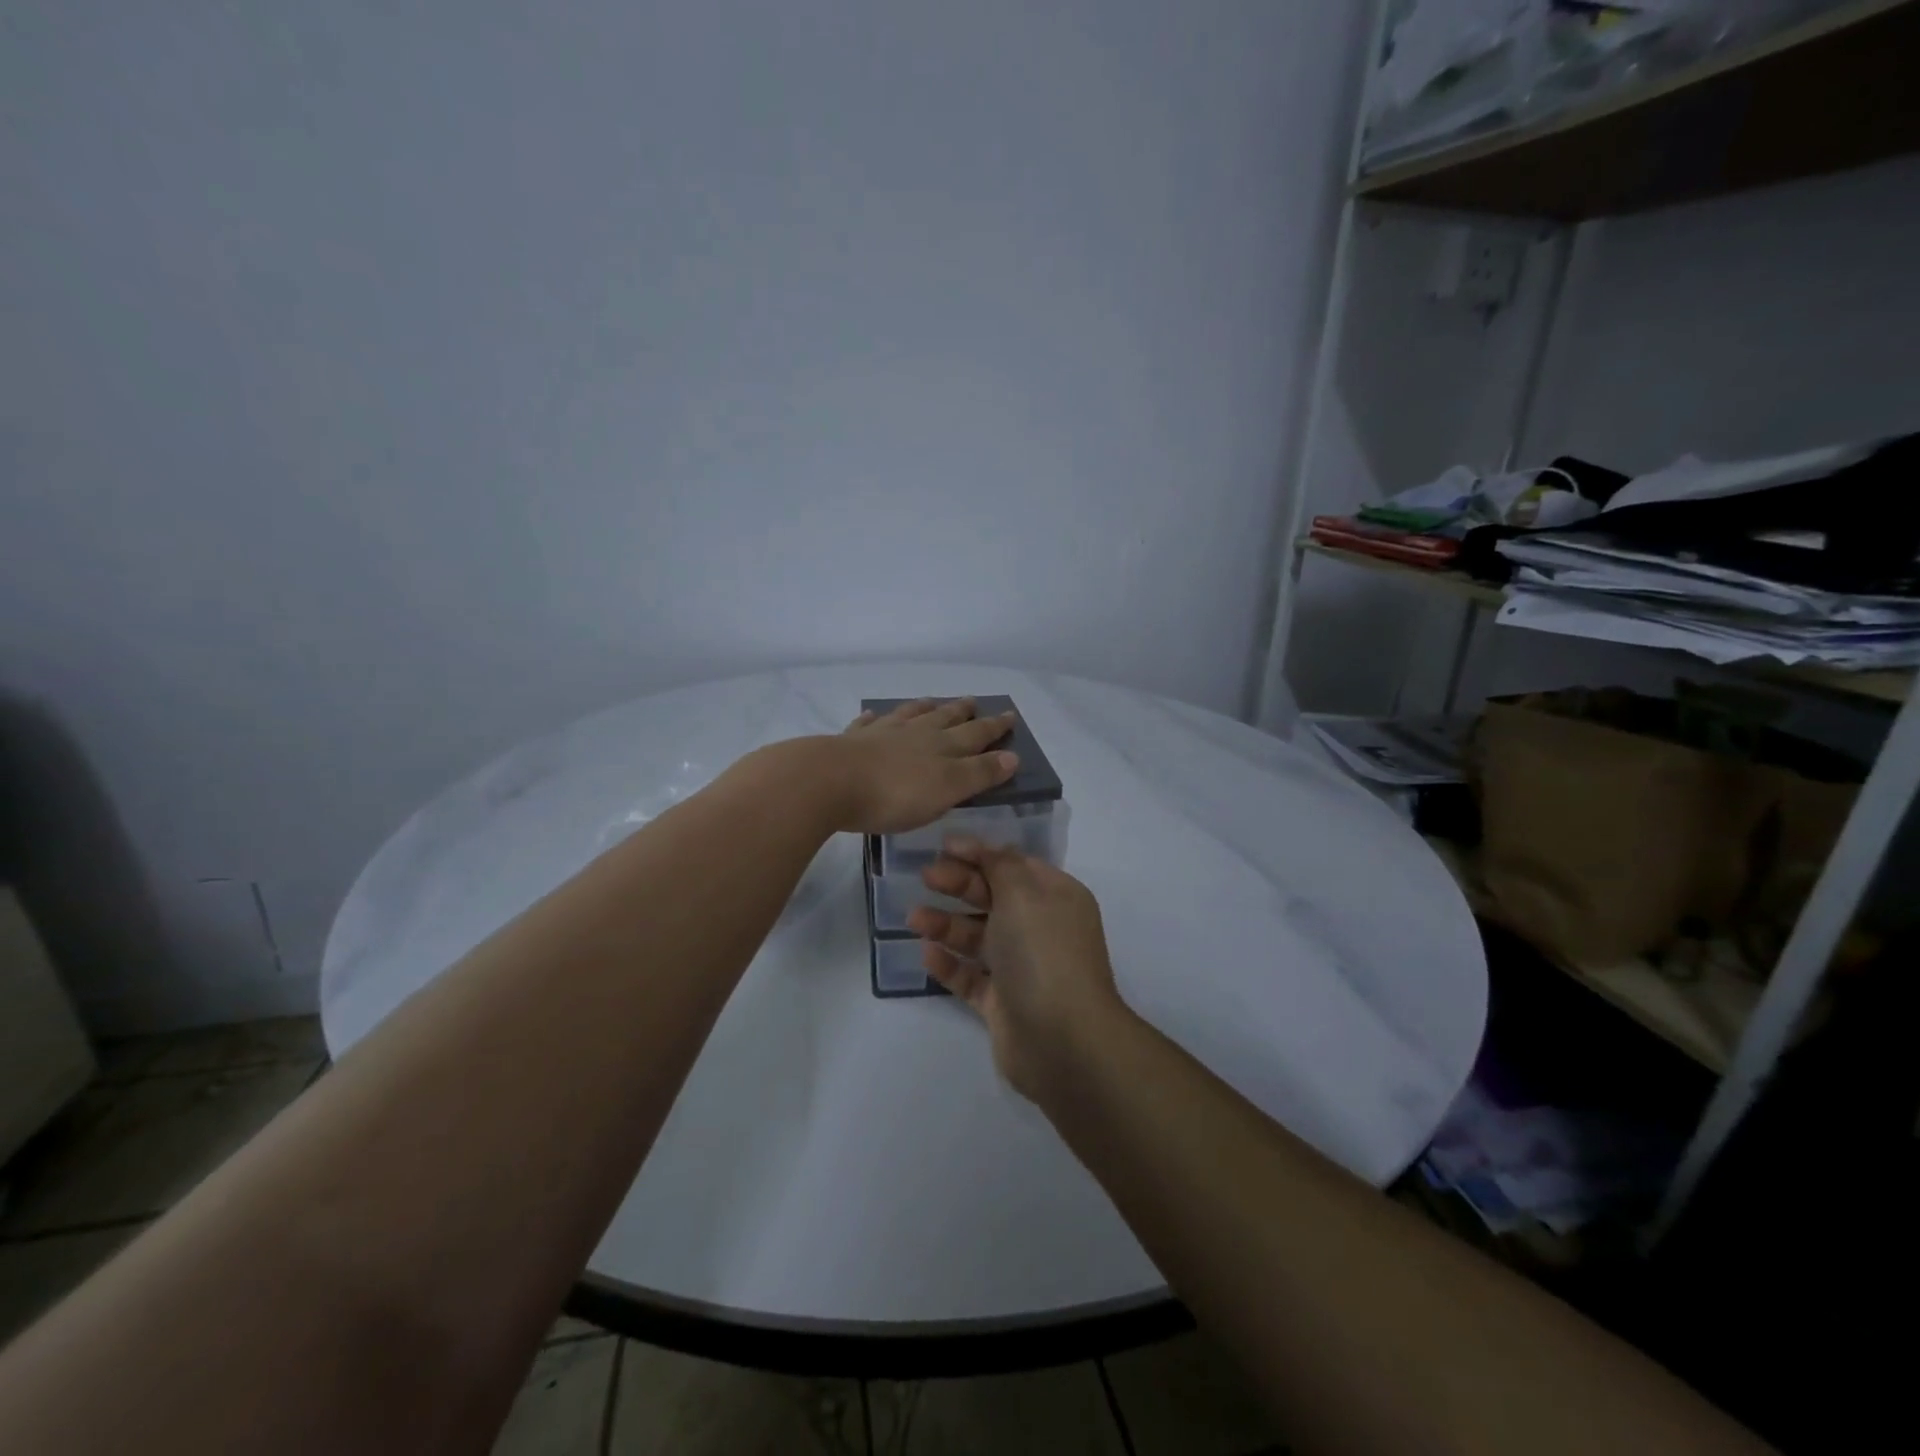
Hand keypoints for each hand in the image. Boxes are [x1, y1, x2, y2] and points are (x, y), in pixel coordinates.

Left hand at [825, 698, 1019, 834]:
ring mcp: (880, 734)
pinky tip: (872, 716)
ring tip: (932, 701)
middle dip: (962, 712)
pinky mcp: (850, 742)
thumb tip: (1012, 756)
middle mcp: (914, 734)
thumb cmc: (895, 793)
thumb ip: (979, 773)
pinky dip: (873, 719)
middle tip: (973, 701)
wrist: (830, 782)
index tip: (1009, 714)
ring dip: (922, 708)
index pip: (976, 735)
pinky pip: (866, 724)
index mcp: (941, 747)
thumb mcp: (947, 789)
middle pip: (943, 719)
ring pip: (908, 716)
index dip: (994, 727)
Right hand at [907, 838, 1127, 1100]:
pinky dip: (950, 964)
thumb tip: (992, 850)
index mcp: (1056, 898)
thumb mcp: (1023, 894)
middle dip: (960, 885)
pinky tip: (927, 954)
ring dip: (947, 924)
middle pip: (994, 898)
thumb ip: (1001, 866)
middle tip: (926, 877)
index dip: (980, 853)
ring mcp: (1022, 969)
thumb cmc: (1043, 954)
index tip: (943, 846)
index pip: (1014, 865)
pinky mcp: (1003, 1004)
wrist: (1063, 1041)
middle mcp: (1041, 929)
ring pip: (978, 937)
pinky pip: (971, 976)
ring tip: (914, 918)